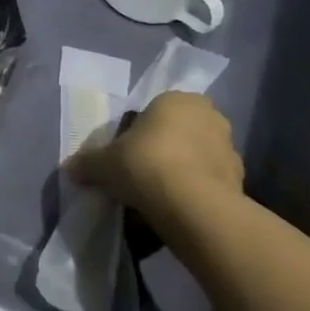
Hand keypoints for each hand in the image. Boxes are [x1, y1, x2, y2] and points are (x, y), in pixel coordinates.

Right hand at [65, 91, 243, 221]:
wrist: (192, 205)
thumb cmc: (145, 165)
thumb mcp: (103, 163)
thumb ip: (87, 163)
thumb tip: (69, 168)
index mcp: (176, 99)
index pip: (154, 111)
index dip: (136, 134)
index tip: (125, 157)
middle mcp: (208, 115)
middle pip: (178, 133)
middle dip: (162, 151)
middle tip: (139, 176)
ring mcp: (229, 147)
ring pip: (196, 157)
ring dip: (181, 172)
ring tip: (158, 199)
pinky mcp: (240, 179)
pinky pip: (209, 182)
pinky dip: (195, 193)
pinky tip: (177, 211)